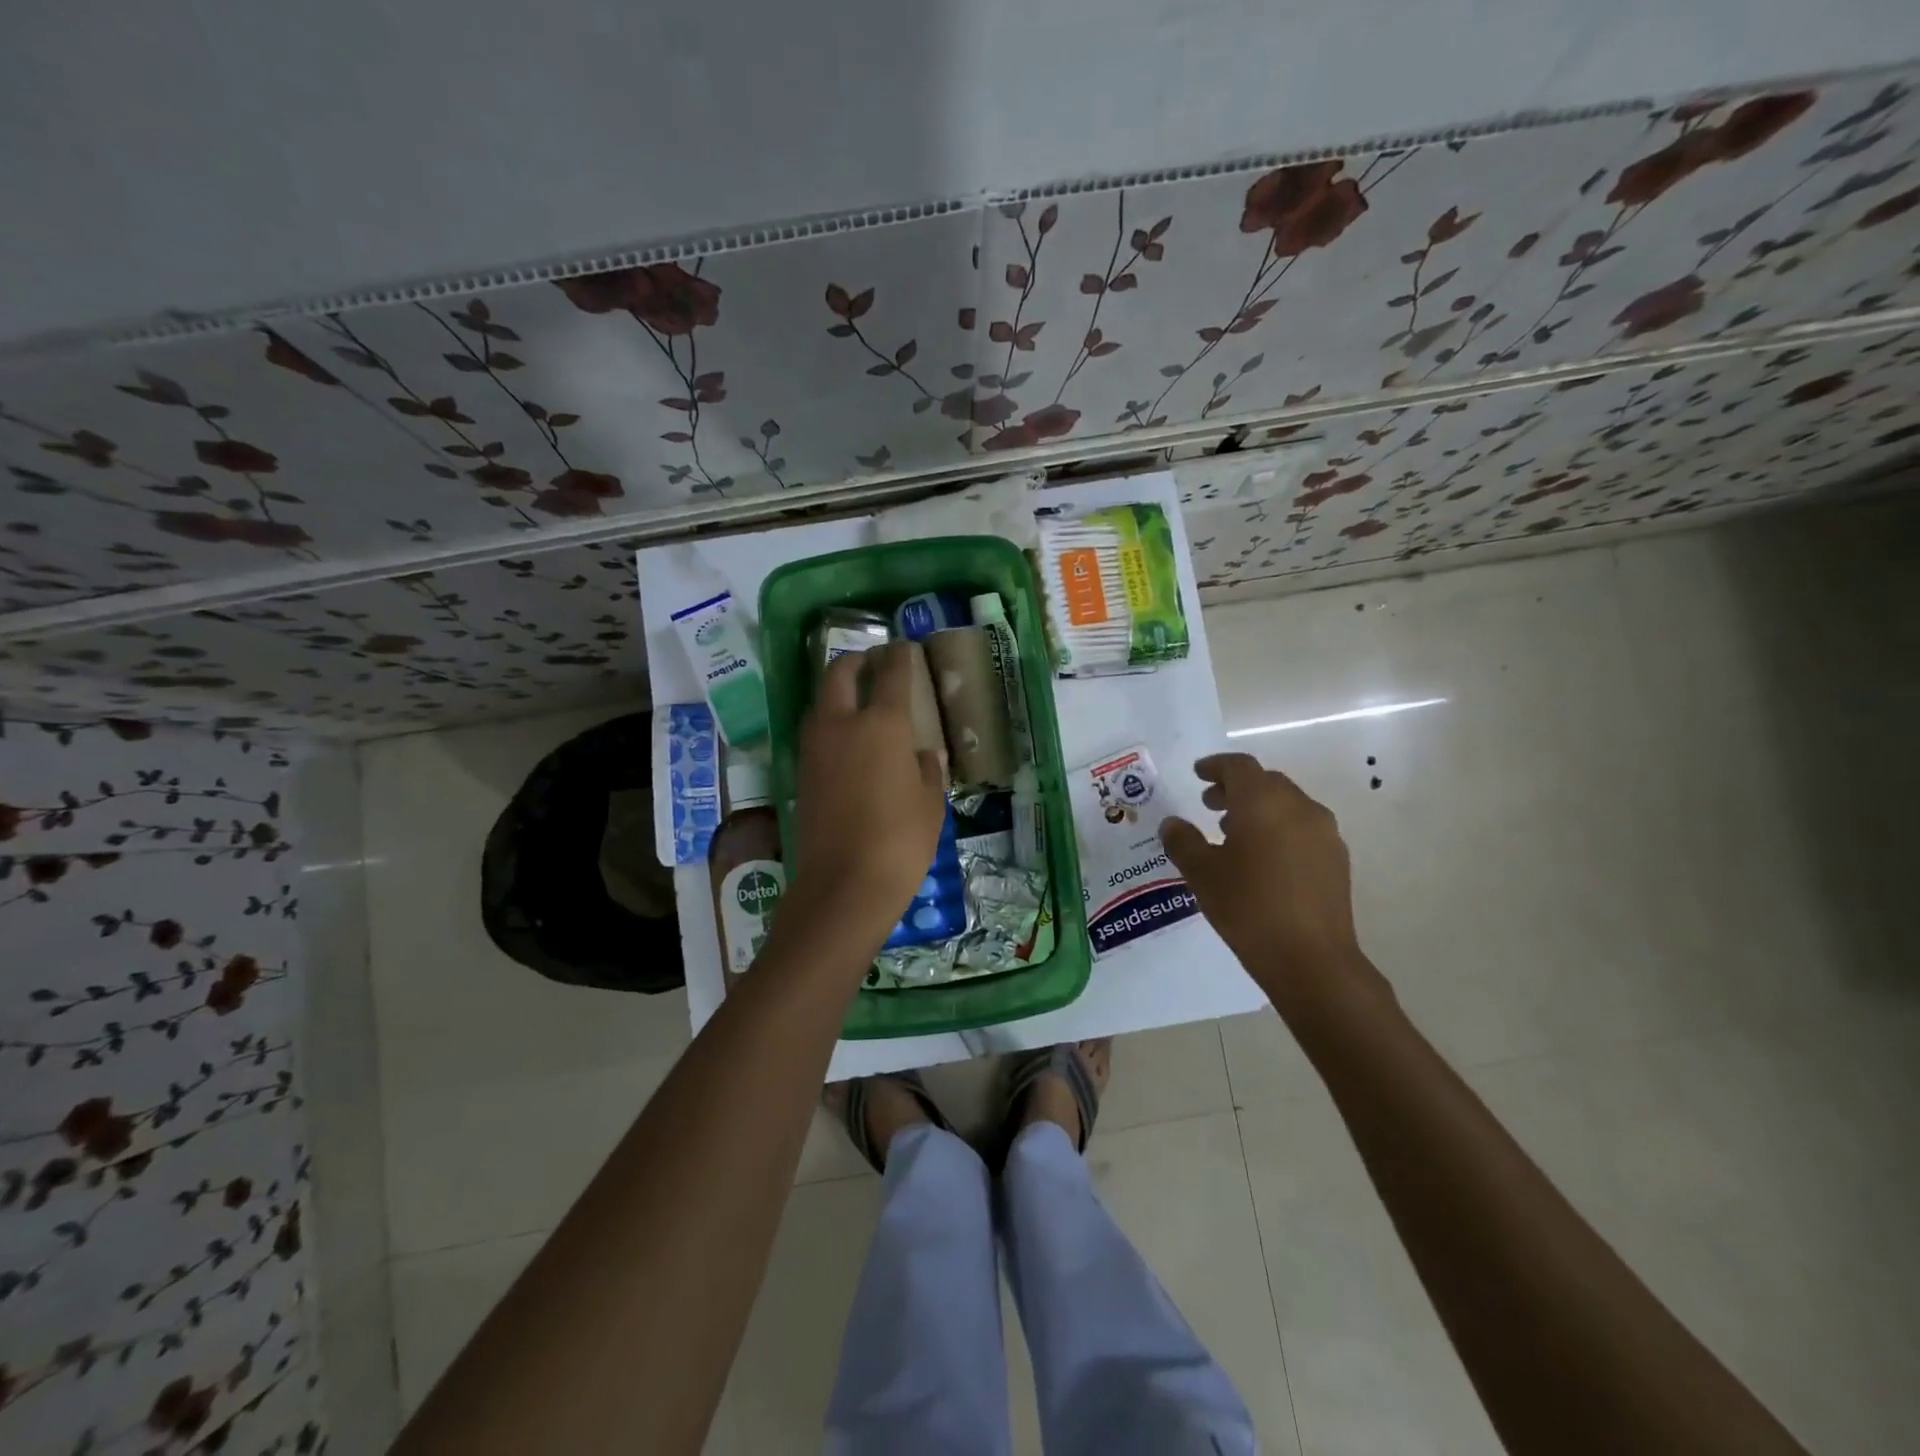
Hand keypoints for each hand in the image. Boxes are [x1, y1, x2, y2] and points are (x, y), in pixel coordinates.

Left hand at [783, 643, 947, 955]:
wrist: (844, 884)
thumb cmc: (901, 842)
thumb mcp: (930, 804)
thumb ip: (927, 770)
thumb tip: (923, 755)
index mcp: (883, 724)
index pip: (891, 673)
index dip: (899, 655)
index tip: (904, 648)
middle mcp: (842, 724)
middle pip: (839, 673)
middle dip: (855, 661)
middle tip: (872, 663)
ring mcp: (815, 747)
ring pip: (820, 701)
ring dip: (837, 690)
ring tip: (858, 699)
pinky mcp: (801, 771)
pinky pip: (814, 730)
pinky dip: (828, 721)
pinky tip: (846, 738)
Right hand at [1160, 753, 1384, 1015]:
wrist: (1311, 959)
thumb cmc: (1248, 907)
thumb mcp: (1202, 874)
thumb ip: (1183, 841)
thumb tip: (1172, 823)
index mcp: (1263, 802)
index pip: (1239, 766)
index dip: (1216, 766)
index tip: (1198, 773)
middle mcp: (1298, 806)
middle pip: (1265, 782)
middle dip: (1236, 788)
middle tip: (1210, 804)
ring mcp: (1323, 832)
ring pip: (1287, 804)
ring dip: (1259, 809)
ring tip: (1233, 833)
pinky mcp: (1336, 858)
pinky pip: (1302, 827)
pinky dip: (1279, 828)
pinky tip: (1263, 858)